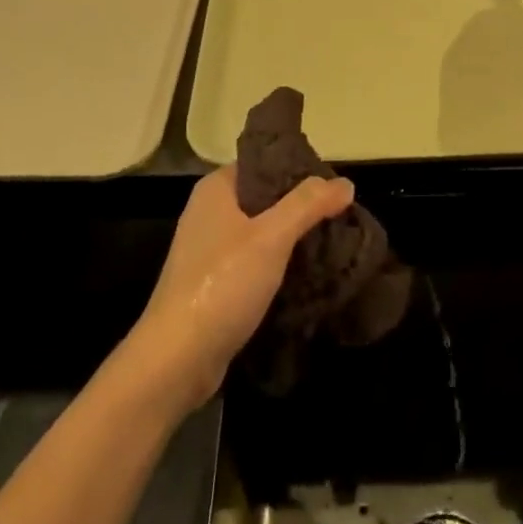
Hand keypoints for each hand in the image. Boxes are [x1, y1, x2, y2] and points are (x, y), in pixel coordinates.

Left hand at [130, 167, 353, 410]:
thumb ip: (309, 205)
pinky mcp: (214, 284)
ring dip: (293, 239)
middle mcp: (209, 213)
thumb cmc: (222, 285)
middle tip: (341, 217)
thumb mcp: (272, 237)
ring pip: (262, 232)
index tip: (334, 186)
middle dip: (302, 208)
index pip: (264, 163)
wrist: (177, 359)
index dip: (299, 170)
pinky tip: (307, 274)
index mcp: (216, 189)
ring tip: (332, 244)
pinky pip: (254, 262)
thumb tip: (345, 183)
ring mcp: (209, 251)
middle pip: (265, 198)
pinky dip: (279, 265)